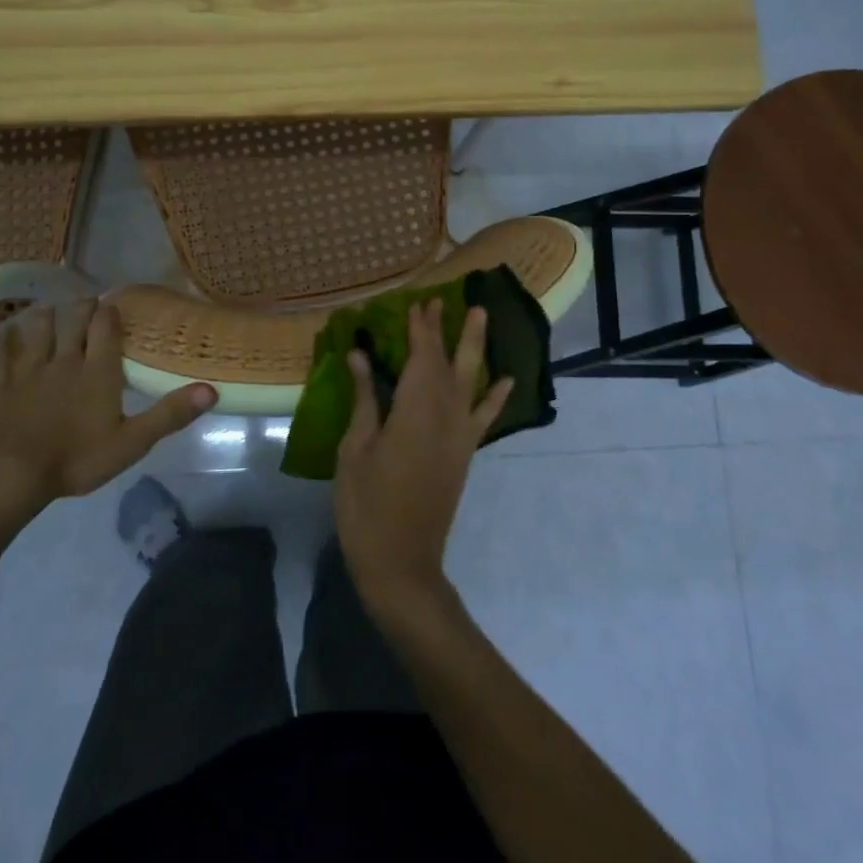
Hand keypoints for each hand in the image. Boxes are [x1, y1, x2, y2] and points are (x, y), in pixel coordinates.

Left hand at [0, 300, 215, 531]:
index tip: (113, 304)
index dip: (110, 312)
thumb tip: (211, 390)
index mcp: (97, 371)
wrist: (10, 474)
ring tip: (51, 310)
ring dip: (46, 316)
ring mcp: (28, 369)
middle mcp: (64, 360)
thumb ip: (170, 414)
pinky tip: (1, 333)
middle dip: (81, 307)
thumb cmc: (76, 459)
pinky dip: (0, 340)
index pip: (105, 328)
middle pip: (72, 319)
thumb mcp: (132, 443)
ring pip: (37, 329)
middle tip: (87, 303)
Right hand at [333, 299, 511, 617]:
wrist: (401, 561)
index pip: (421, 357)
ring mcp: (460, 435)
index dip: (420, 329)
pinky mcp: (465, 453)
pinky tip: (506, 380)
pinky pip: (484, 417)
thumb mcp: (356, 449)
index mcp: (415, 410)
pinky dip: (496, 397)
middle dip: (444, 330)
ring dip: (475, 347)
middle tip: (442, 301)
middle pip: (448, 362)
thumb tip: (361, 355)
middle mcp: (445, 415)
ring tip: (481, 317)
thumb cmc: (367, 505)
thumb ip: (365, 399)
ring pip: (471, 381)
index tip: (416, 303)